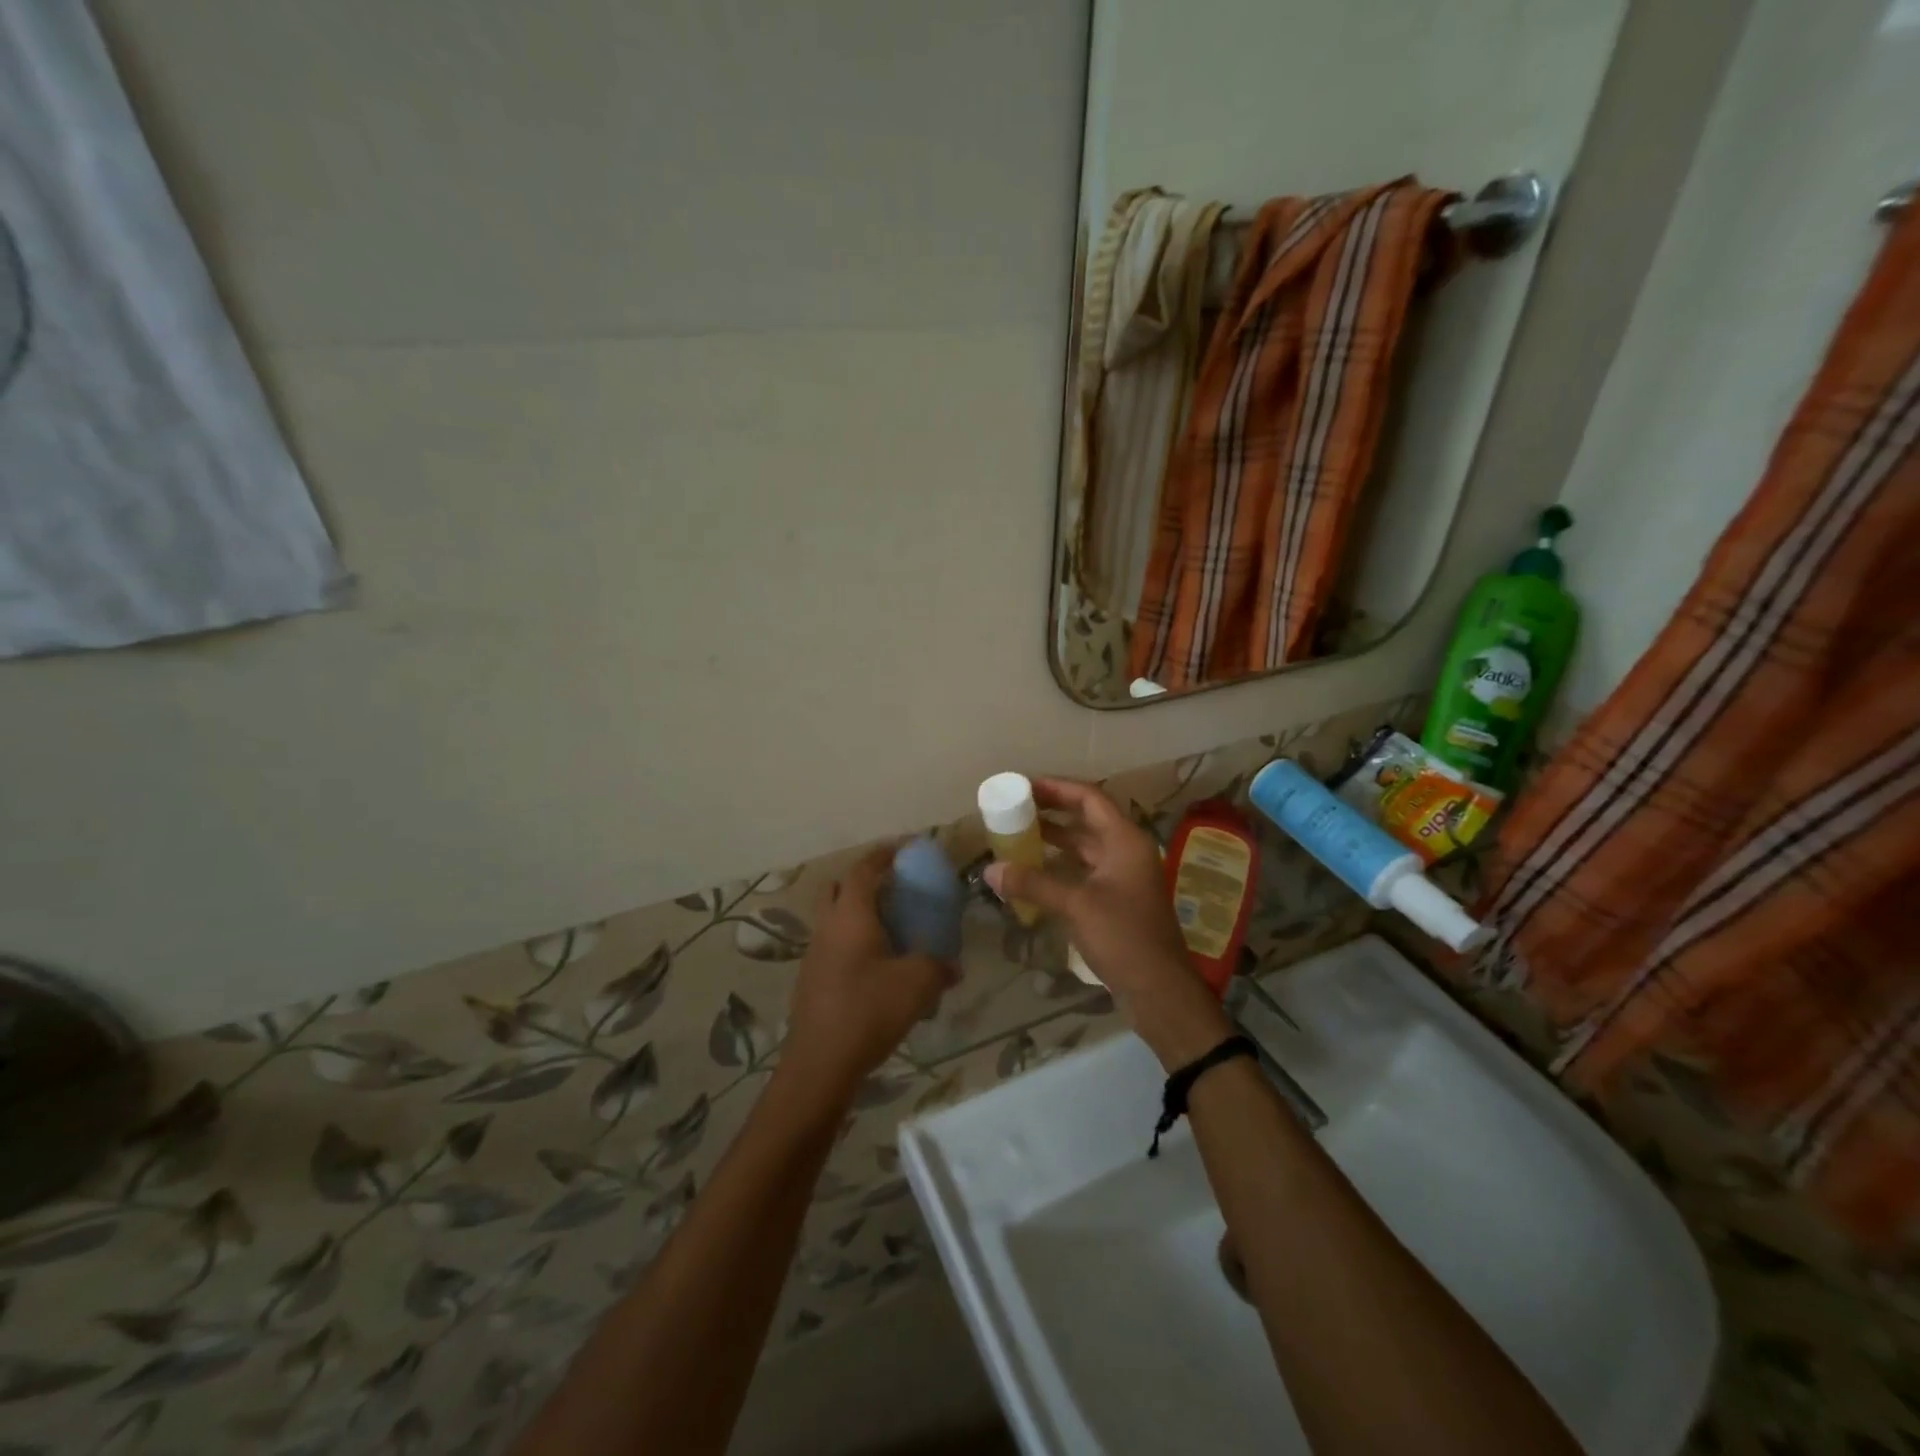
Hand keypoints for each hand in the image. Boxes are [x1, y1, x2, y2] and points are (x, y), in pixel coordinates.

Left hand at [777, 846, 955, 1111]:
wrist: (820, 1062)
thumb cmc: (869, 1010)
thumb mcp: (917, 985)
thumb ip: (939, 967)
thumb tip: (954, 966)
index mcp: (851, 915)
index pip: (863, 870)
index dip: (882, 855)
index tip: (902, 850)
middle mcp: (827, 926)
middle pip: (838, 888)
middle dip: (863, 881)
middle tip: (892, 889)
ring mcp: (814, 953)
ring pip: (833, 918)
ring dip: (856, 914)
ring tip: (888, 928)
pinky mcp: (811, 979)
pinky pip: (832, 945)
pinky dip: (851, 942)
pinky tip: (875, 966)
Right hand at [984, 777, 1230, 1068]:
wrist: (1160, 990)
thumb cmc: (1124, 938)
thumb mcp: (1076, 906)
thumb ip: (1033, 884)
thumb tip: (990, 870)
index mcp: (1125, 840)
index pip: (1089, 798)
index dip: (1056, 788)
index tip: (1024, 786)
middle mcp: (1127, 851)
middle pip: (1086, 819)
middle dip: (1051, 812)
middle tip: (1015, 808)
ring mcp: (1124, 876)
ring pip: (1084, 846)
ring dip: (1054, 839)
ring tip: (1018, 835)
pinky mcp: (1118, 899)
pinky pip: (1084, 870)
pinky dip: (1060, 865)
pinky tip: (1034, 871)